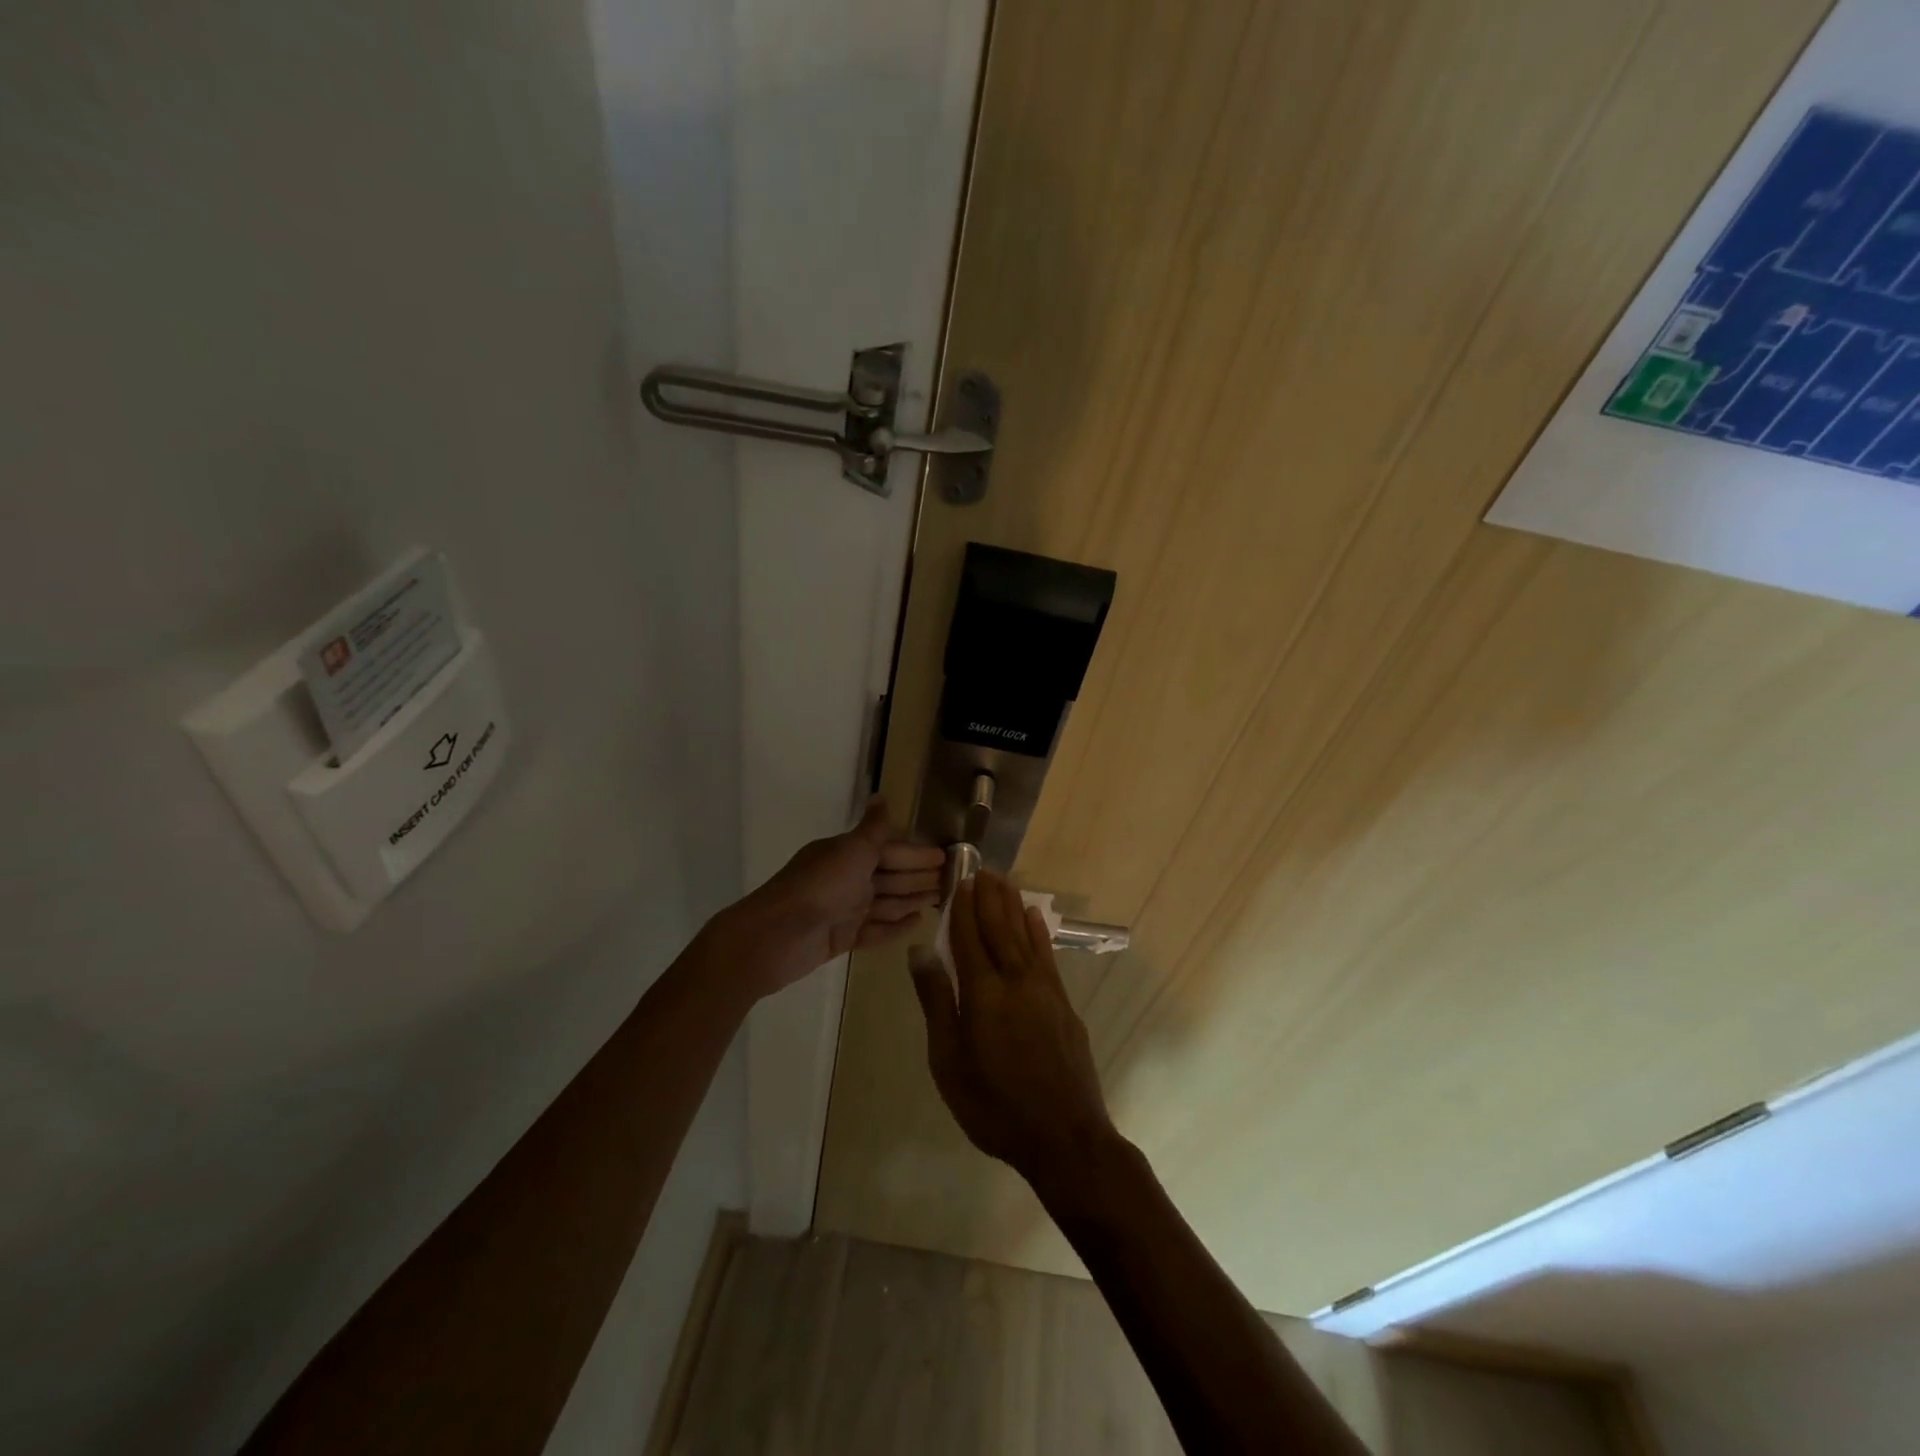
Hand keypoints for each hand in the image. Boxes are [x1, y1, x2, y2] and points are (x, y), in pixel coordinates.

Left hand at [719, 798, 944, 1000]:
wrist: (776, 936)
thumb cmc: (819, 887)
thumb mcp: (851, 851)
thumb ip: (873, 829)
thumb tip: (882, 796)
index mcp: (847, 853)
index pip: (890, 849)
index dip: (917, 854)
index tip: (946, 857)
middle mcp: (846, 878)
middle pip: (890, 876)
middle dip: (919, 877)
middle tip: (952, 881)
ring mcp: (843, 909)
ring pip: (886, 902)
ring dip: (911, 900)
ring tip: (940, 901)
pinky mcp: (841, 938)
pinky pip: (875, 930)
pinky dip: (895, 926)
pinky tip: (916, 924)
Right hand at [909, 870, 1117, 1190]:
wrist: (1064, 1137)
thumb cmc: (994, 1105)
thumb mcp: (949, 1061)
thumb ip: (936, 1001)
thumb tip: (920, 951)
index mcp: (983, 992)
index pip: (968, 936)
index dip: (962, 907)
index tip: (959, 879)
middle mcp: (1016, 979)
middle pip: (999, 927)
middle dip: (988, 897)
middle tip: (982, 868)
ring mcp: (1045, 990)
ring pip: (1025, 935)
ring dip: (1013, 906)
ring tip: (1004, 882)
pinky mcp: (1063, 1004)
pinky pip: (1047, 955)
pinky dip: (1039, 932)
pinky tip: (1035, 918)